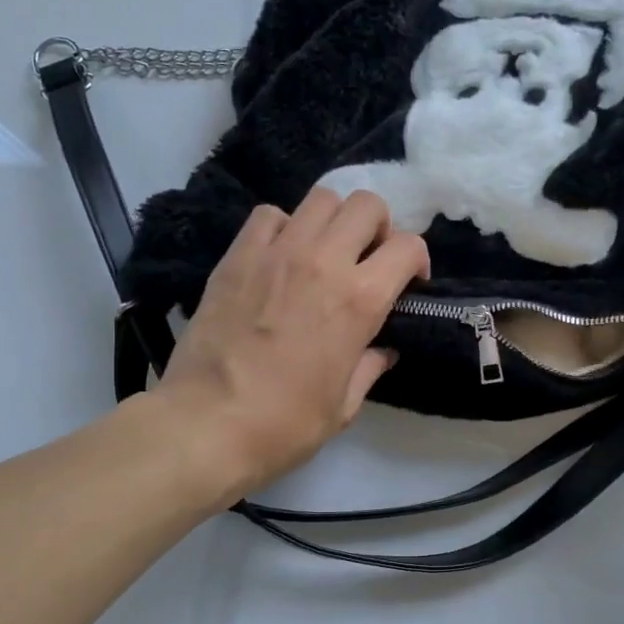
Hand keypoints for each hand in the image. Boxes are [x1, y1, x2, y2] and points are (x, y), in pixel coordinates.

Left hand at [154, 188, 428, 500]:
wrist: (207, 424)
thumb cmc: (285, 424)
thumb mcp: (344, 406)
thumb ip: (369, 367)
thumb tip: (381, 350)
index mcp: (360, 300)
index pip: (407, 247)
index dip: (416, 261)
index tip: (408, 283)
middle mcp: (324, 262)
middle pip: (366, 204)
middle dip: (378, 227)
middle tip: (367, 259)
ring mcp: (277, 252)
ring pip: (321, 199)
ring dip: (334, 221)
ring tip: (326, 251)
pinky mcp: (237, 256)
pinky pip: (270, 215)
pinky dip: (284, 227)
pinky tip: (281, 255)